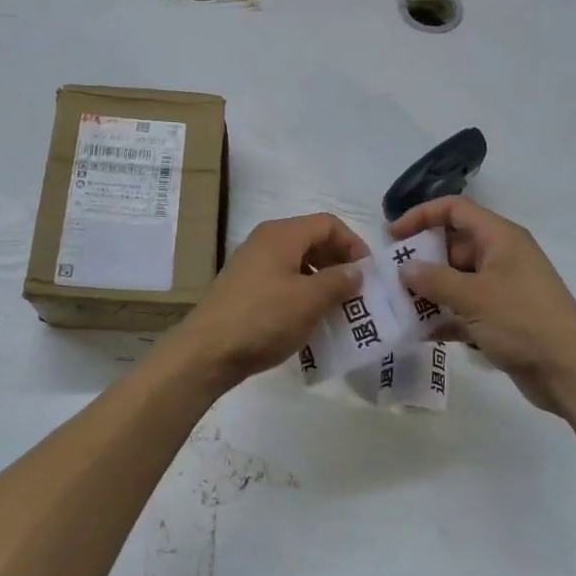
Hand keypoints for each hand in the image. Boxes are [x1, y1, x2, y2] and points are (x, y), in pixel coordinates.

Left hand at [165, 214, 368, 389]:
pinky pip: (283, 280)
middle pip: (313, 240)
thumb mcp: (310, 300)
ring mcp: (252, 265)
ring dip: (322, 281)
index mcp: (282, 234)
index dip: (354, 244)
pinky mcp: (245, 288)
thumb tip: (357, 270)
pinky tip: (309, 320)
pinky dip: (302, 293)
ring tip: (338, 309)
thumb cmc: (264, 319)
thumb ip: (339, 281)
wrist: (207, 351)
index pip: (329, 224)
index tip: (368, 274)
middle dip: (339, 263)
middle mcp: (266, 241)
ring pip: (298, 263)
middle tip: (357, 292)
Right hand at [391, 197, 575, 411]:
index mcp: (500, 238)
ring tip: (400, 307)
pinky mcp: (502, 317)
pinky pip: (465, 308)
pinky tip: (421, 333)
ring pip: (456, 279)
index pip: (455, 210)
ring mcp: (502, 288)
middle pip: (453, 245)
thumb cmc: (522, 322)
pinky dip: (445, 317)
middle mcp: (501, 256)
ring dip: (430, 291)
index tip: (393, 236)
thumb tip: (405, 268)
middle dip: (422, 260)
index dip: (421, 216)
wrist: (570, 372)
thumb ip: (434, 280)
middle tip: (392, 279)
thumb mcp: (473, 297)